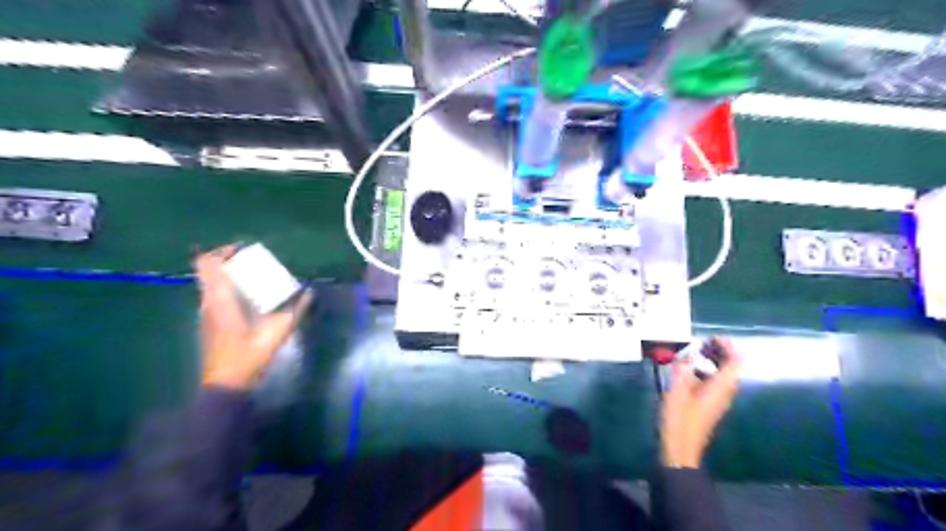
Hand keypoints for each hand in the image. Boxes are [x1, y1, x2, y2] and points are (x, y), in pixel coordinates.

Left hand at [195, 244, 313, 389]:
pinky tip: (249, 299)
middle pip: (207, 271)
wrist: (225, 385)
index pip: (207, 264)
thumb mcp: (276, 334)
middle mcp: (207, 303)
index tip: (242, 249)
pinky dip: (228, 289)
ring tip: (253, 277)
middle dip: (228, 261)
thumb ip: (294, 312)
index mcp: (219, 300)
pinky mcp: (208, 323)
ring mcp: (205, 314)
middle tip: (252, 261)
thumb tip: (309, 293)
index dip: (221, 251)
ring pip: (210, 284)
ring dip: (227, 275)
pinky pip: (214, 296)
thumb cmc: (247, 357)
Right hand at [660, 338, 738, 465]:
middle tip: (702, 343)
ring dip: (712, 361)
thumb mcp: (677, 389)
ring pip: (723, 375)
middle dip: (719, 352)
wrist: (680, 448)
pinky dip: (706, 372)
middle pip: (731, 367)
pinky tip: (688, 372)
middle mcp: (725, 393)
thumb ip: (683, 368)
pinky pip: (715, 383)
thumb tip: (687, 354)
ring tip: (693, 354)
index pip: (735, 361)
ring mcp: (718, 400)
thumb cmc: (679, 418)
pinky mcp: (710, 405)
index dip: (727, 346)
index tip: (711, 337)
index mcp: (721, 387)